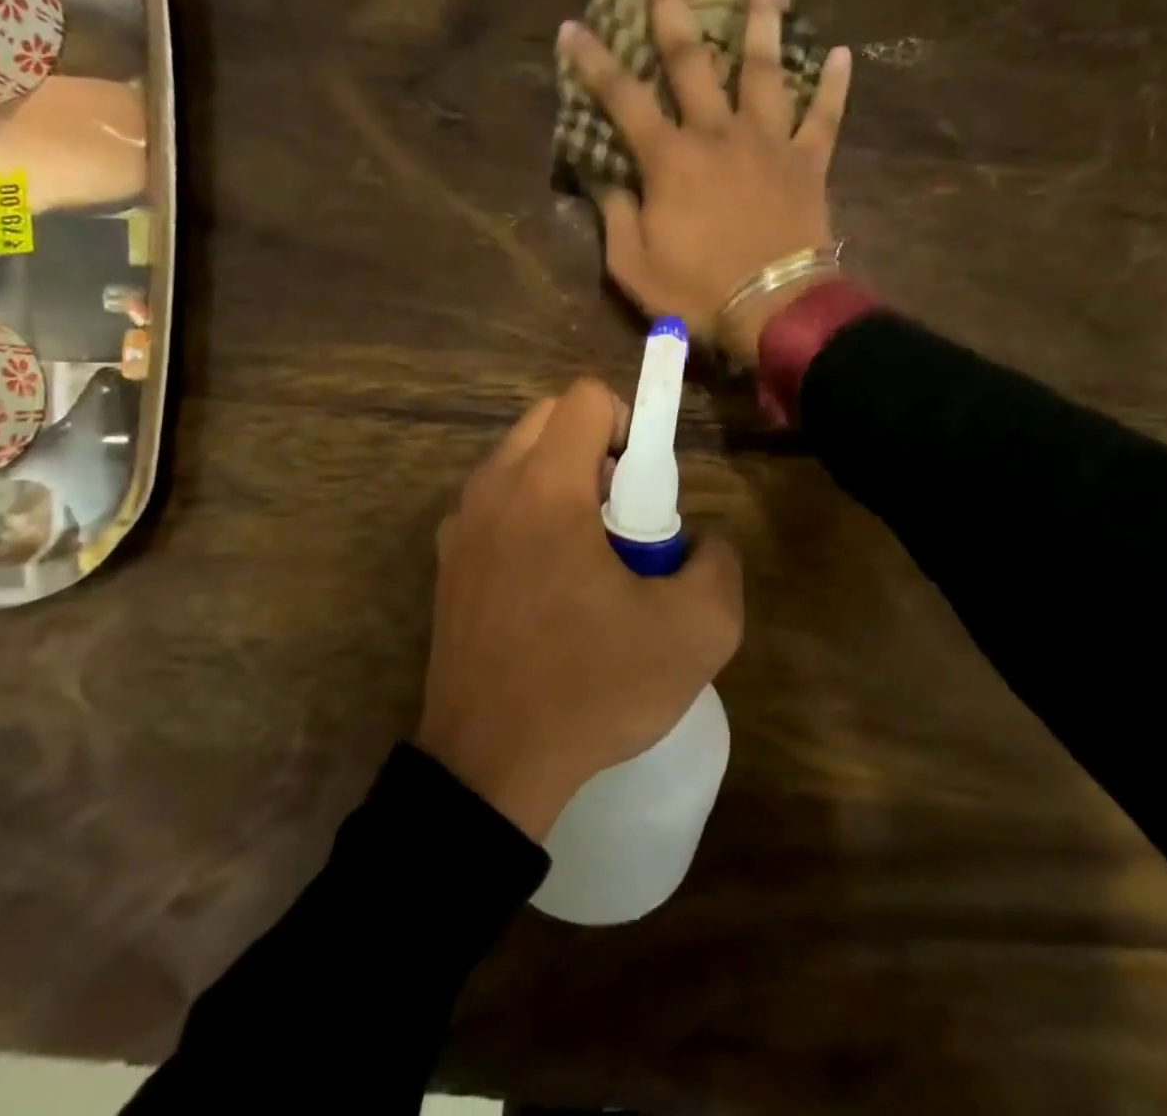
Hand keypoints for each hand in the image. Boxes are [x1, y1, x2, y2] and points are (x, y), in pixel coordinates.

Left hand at [418, 379, 743, 839]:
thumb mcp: (697, 631)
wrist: (491, 767)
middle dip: (597, 448)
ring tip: (589, 554)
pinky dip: (528, 514)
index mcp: (546, 487)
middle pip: (550, 419)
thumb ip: (719, 563)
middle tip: (624, 516)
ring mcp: (460, 525)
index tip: (647, 487)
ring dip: (562, 480)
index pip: (587, 398)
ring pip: (519, 460)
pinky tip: (549, 584)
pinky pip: (496, 504)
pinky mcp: (447, 563)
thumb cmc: (592, 688)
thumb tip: (701, 542)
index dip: (631, 424)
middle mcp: (493, 488)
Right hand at [560, 0, 853, 363]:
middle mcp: (718, 135)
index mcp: (670, 160)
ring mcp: (768, 144)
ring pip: (765, 70)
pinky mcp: (807, 164)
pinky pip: (824, 119)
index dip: (593, 61)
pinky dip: (834, 88)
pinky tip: (843, 54)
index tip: (572, 24)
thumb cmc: (698, 293)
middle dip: (671, 13)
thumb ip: (616, 216)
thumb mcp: (633, 266)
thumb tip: (606, 178)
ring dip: (763, 20)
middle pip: (692, 62)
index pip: (622, 98)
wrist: (774, 309)